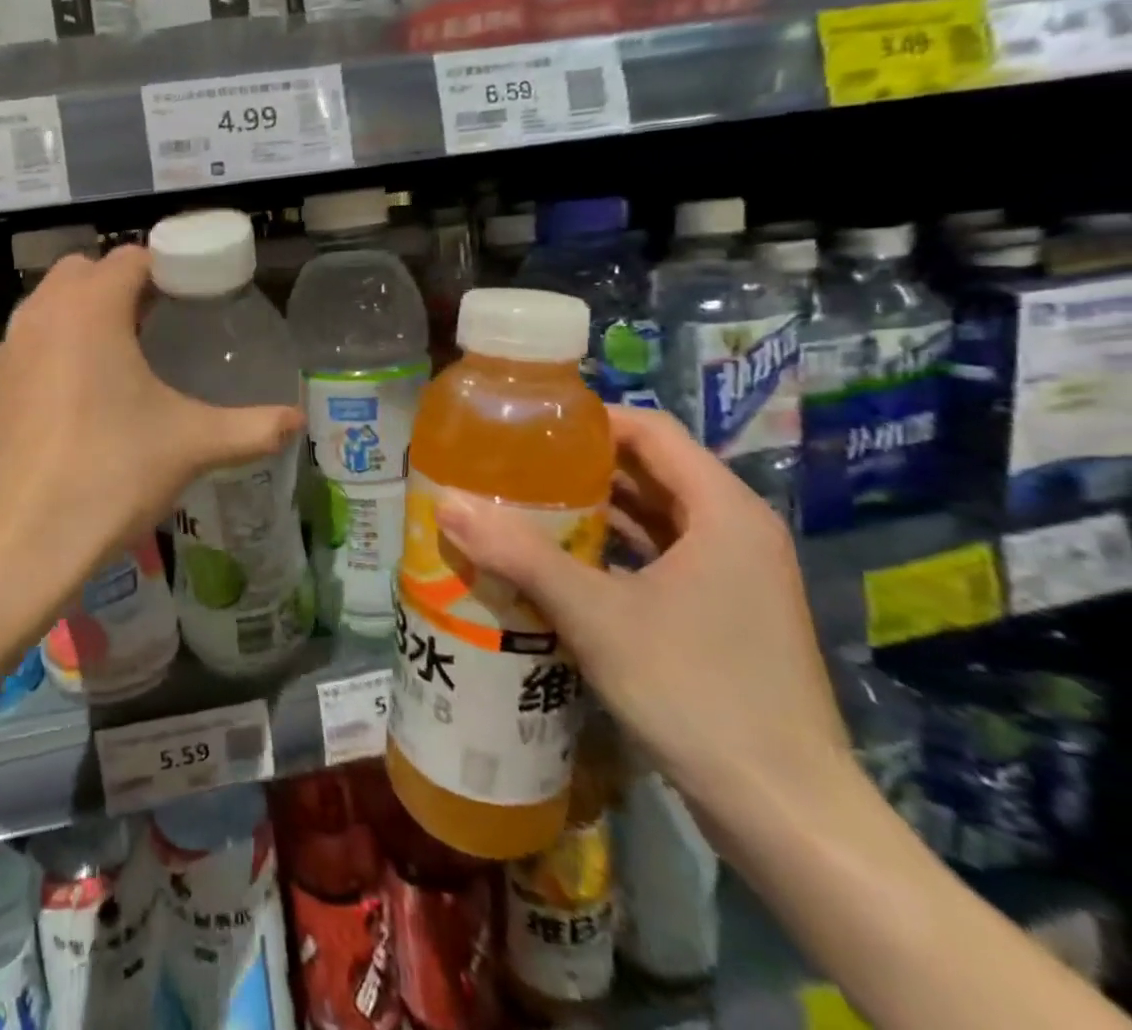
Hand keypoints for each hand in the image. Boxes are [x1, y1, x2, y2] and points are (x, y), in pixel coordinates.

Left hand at [0, 246, 302, 631]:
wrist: (23, 543)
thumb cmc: (112, 474)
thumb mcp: (191, 445)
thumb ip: (251, 427)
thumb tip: (297, 421)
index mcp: (90, 310)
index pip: (128, 258)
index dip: (160, 269)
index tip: (182, 297)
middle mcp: (37, 317)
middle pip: (78, 273)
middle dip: (111, 287)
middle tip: (145, 328)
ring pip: (38, 314)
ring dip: (70, 323)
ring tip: (101, 368)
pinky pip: (13, 364)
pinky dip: (36, 369)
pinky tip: (55, 414)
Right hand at [433, 406, 849, 811]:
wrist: (786, 813)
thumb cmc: (696, 691)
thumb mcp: (595, 615)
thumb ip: (520, 554)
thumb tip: (446, 503)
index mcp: (723, 510)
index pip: (651, 429)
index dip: (589, 419)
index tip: (526, 428)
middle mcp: (736, 530)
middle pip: (650, 470)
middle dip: (579, 466)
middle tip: (510, 467)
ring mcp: (735, 576)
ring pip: (654, 517)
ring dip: (592, 511)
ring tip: (521, 507)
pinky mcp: (724, 614)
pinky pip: (660, 558)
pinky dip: (612, 551)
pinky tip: (558, 564)